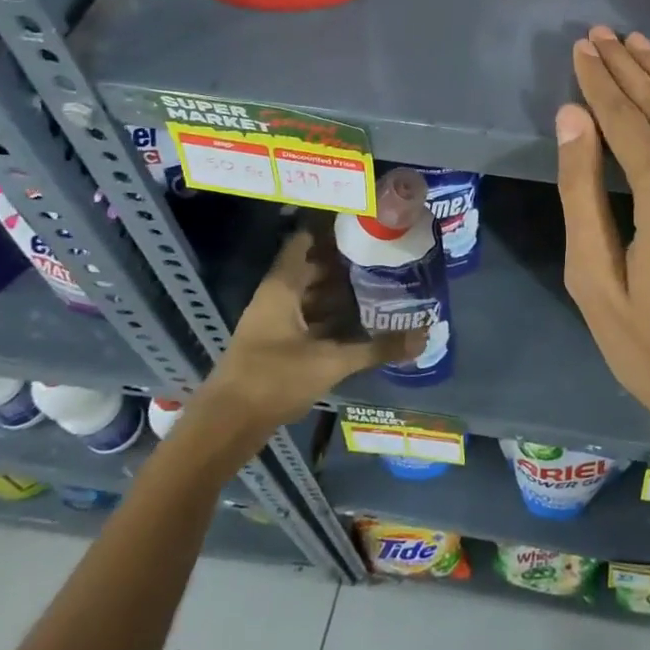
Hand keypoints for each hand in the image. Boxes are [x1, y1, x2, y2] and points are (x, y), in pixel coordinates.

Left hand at [190, 231, 422, 437]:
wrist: (227, 426)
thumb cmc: (274, 379)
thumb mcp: (331, 362)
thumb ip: (376, 348)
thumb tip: (422, 337)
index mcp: (282, 287)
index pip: (304, 242)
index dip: (330, 230)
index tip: (362, 223)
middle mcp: (276, 297)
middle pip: (311, 268)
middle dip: (344, 263)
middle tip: (382, 255)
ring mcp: (274, 321)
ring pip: (310, 295)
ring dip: (338, 292)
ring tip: (378, 284)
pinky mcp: (276, 345)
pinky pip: (308, 318)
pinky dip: (330, 316)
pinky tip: (358, 322)